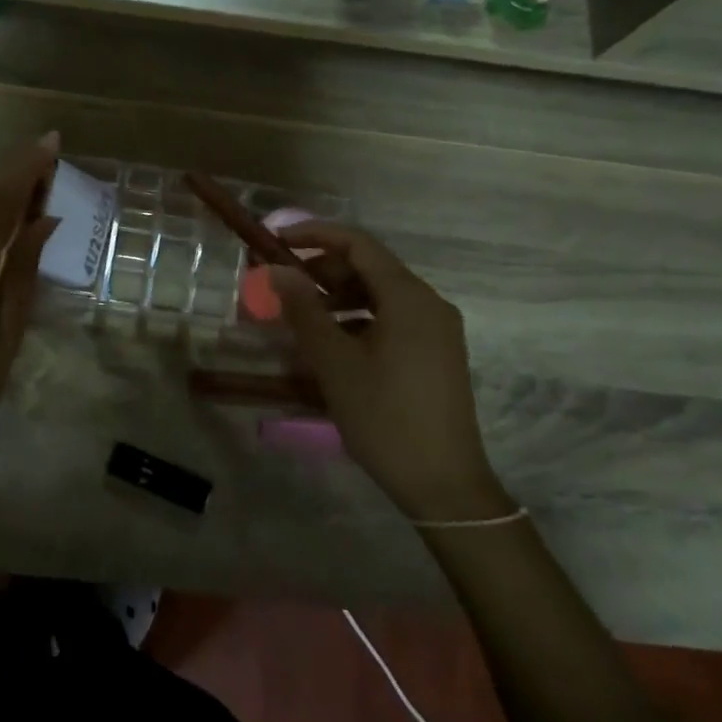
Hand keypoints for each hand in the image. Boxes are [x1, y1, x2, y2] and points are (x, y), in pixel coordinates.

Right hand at [268, 223, 508, 520]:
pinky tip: (332, 343)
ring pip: (379, 295)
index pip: (358, 244)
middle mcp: (429, 303)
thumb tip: (277, 270)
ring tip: (301, 316)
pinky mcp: (436, 353)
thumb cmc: (385, 417)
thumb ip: (304, 309)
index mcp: (409, 297)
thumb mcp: (334, 362)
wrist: (445, 485)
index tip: (276, 241)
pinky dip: (358, 319)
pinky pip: (392, 319)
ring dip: (338, 296)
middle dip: (323, 270)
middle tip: (283, 285)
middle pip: (370, 267)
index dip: (315, 235)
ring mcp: (437, 330)